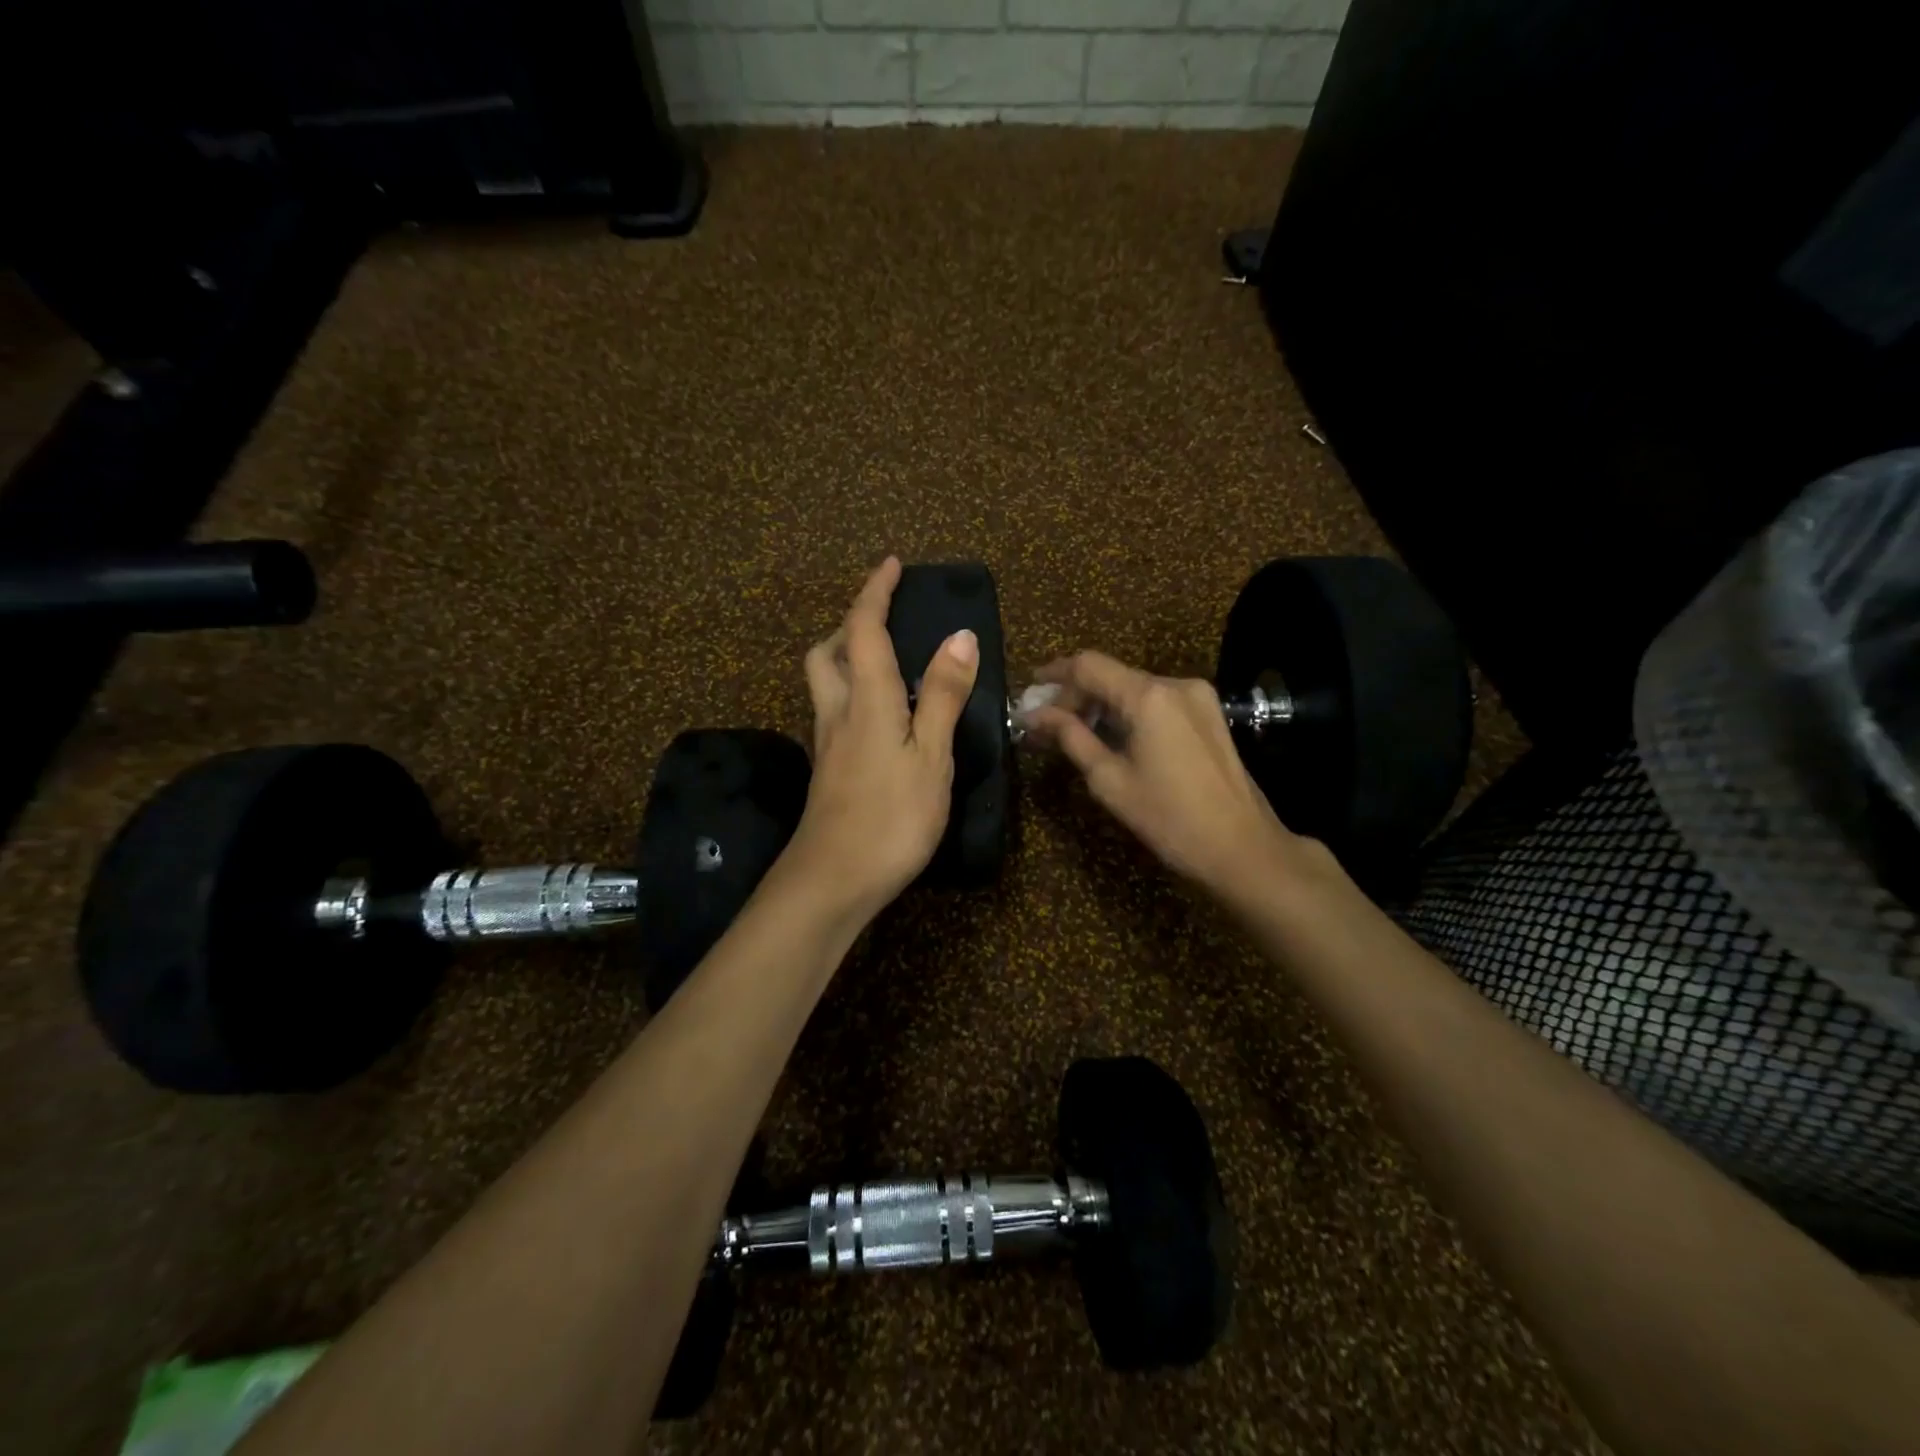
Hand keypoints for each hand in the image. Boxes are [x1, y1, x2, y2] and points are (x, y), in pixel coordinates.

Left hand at [786, 557, 979, 920]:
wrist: (833, 882)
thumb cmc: (890, 816)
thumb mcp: (930, 755)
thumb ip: (942, 695)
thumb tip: (959, 636)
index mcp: (866, 698)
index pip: (863, 629)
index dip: (874, 592)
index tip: (891, 564)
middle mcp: (838, 712)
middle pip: (827, 653)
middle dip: (850, 625)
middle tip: (884, 620)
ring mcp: (828, 744)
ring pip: (826, 684)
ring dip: (848, 658)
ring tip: (886, 662)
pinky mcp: (829, 771)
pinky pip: (836, 712)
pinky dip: (854, 694)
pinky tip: (882, 717)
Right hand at [1028, 651, 1323, 900]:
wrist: (1242, 847)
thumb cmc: (1169, 818)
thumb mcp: (1109, 780)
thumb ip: (1070, 738)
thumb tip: (1035, 715)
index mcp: (1148, 696)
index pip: (1088, 665)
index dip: (1054, 675)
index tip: (1029, 693)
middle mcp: (1175, 684)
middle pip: (1111, 674)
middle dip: (1075, 695)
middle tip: (1046, 725)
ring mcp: (1197, 697)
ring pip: (1134, 688)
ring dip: (1101, 705)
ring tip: (1074, 733)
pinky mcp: (1208, 714)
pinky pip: (1156, 701)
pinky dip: (1128, 712)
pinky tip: (1113, 737)